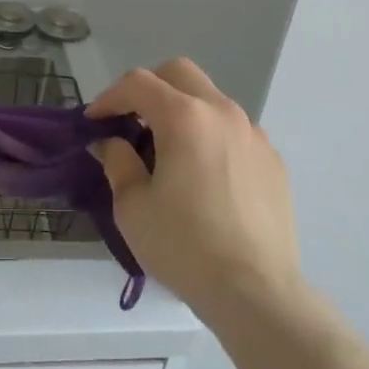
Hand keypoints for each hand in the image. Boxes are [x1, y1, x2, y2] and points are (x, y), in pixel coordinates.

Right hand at [89, 59, 302, 321]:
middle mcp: (222, 112)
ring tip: (168, 150)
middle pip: (179, 74)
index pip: (138, 83)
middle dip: (149, 88)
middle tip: (131, 121)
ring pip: (210, 100)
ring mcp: (253, 134)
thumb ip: (118, 162)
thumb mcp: (133, 207)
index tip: (95, 121)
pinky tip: (204, 175)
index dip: (110, 97)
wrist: (257, 294)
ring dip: (183, 110)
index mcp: (185, 117)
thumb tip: (112, 142)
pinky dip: (211, 136)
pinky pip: (234, 131)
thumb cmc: (185, 247)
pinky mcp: (273, 161)